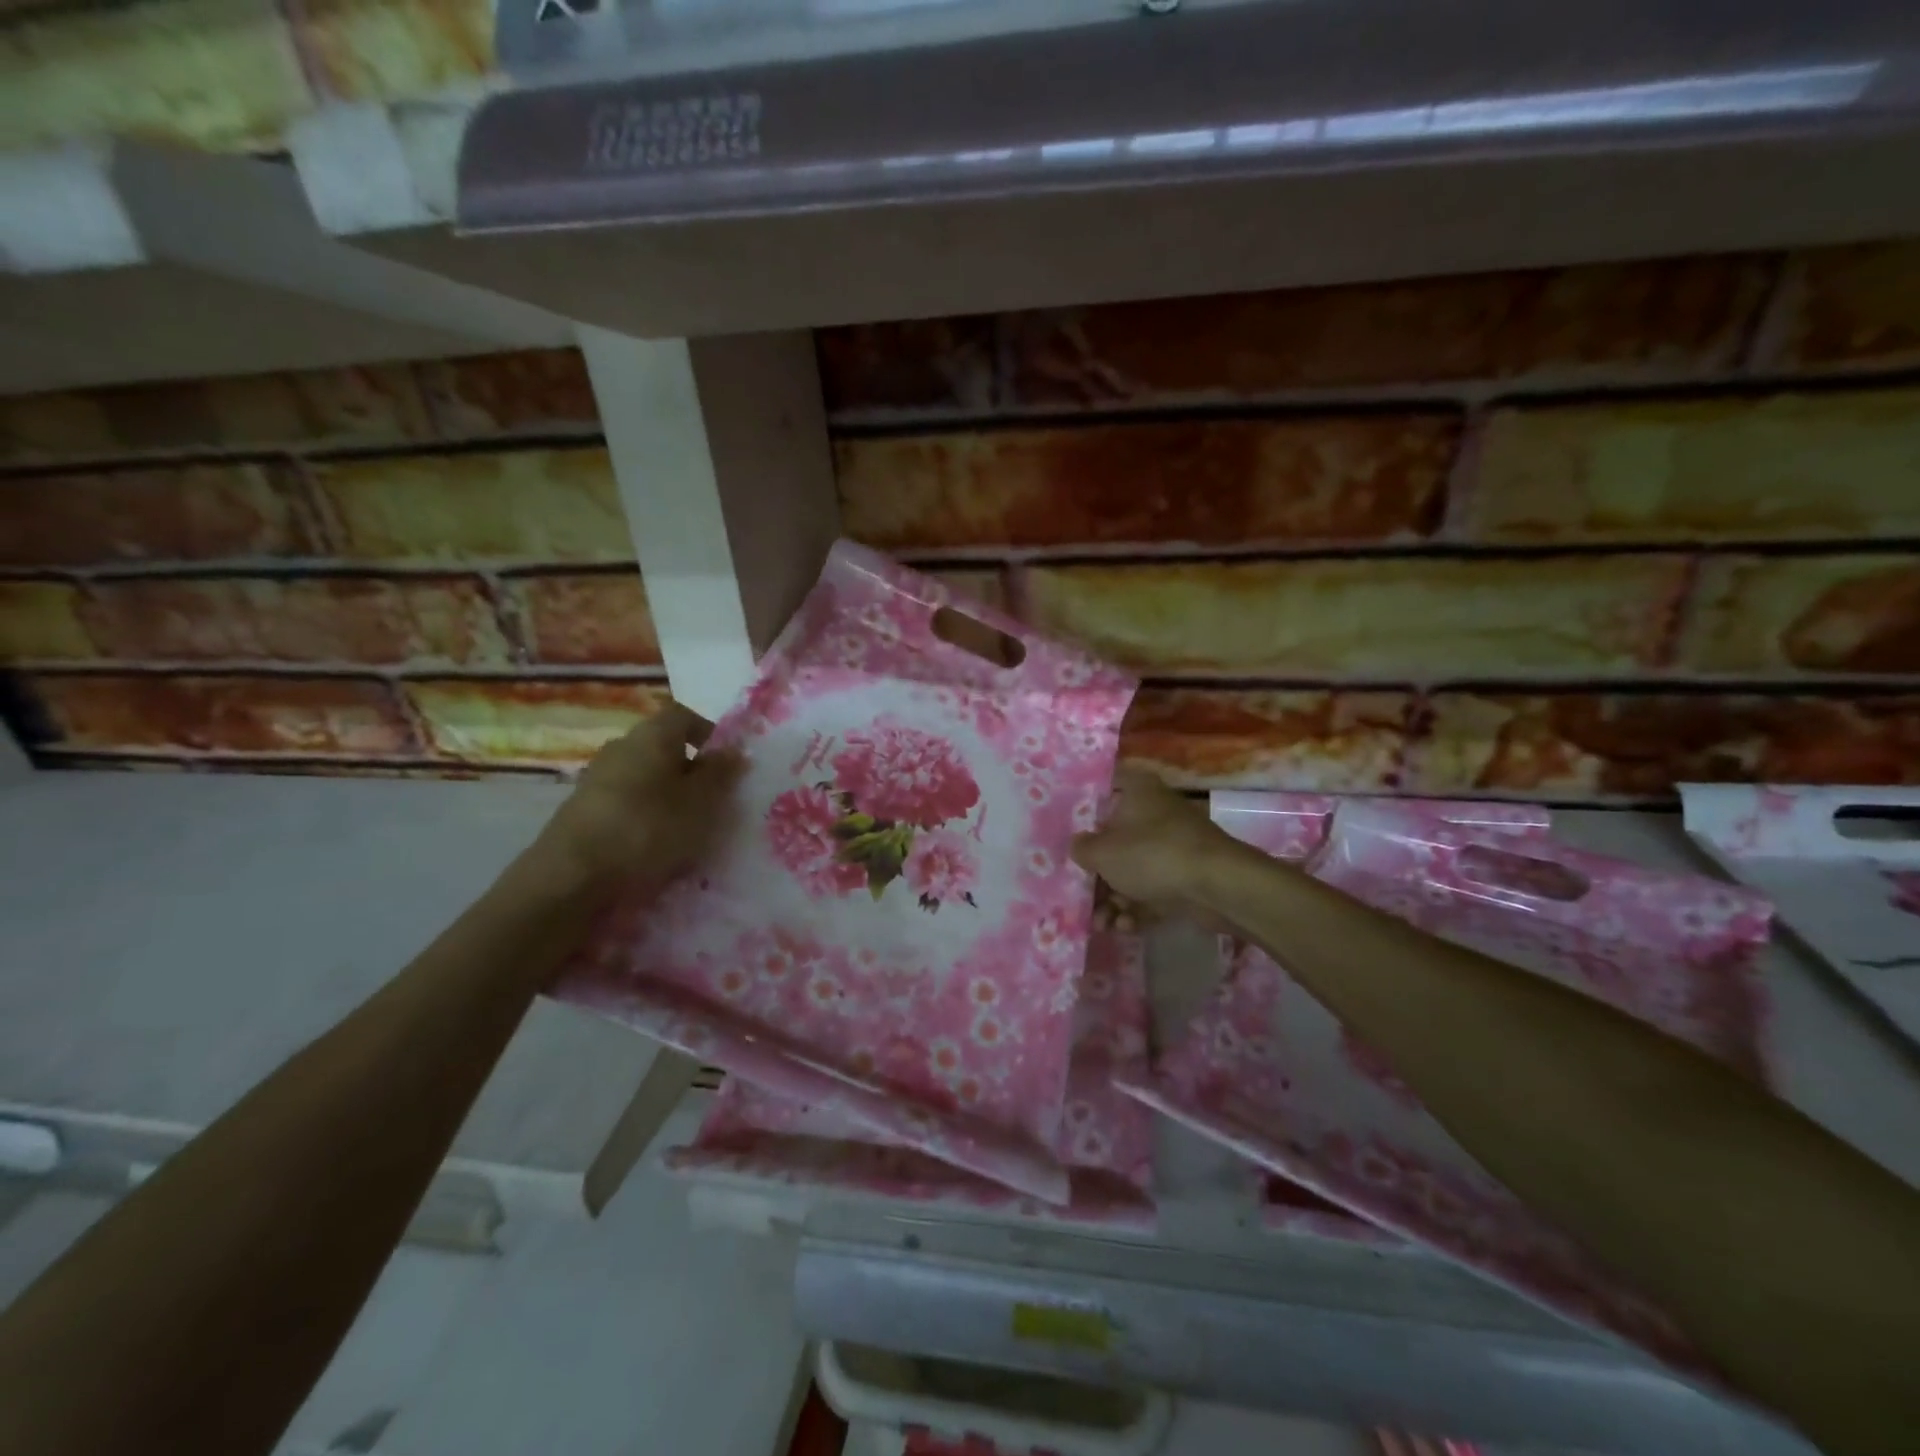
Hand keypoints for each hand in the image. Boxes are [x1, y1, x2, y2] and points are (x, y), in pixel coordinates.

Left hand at [534, 701, 746, 895]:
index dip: (709, 732)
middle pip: (664, 746)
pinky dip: (645, 815)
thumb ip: (720, 774)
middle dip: (691, 769)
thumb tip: (735, 750)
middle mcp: (622, 746)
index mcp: (652, 735)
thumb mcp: (700, 802)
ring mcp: (597, 777)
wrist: (572, 877)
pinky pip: (626, 802)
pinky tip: (653, 845)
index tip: (727, 762)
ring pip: (645, 776)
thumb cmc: (648, 828)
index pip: (684, 715)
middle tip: (713, 800)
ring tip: (686, 829)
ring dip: (668, 795)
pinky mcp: (583, 809)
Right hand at [1071, 764, 1241, 925]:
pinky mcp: (1186, 876)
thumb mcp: (1102, 852)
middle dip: (1097, 874)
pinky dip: (1138, 907)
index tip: (1068, 830)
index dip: (1085, 807)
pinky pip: (1154, 889)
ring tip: (1102, 924)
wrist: (1217, 886)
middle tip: (1081, 896)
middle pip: (1116, 838)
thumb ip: (1082, 848)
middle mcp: (1156, 812)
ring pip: (1134, 869)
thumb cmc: (1152, 855)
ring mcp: (1173, 845)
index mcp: (1138, 791)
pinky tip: (1125, 927)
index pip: (1106, 787)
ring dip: (1114, 899)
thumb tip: (1078, 846)